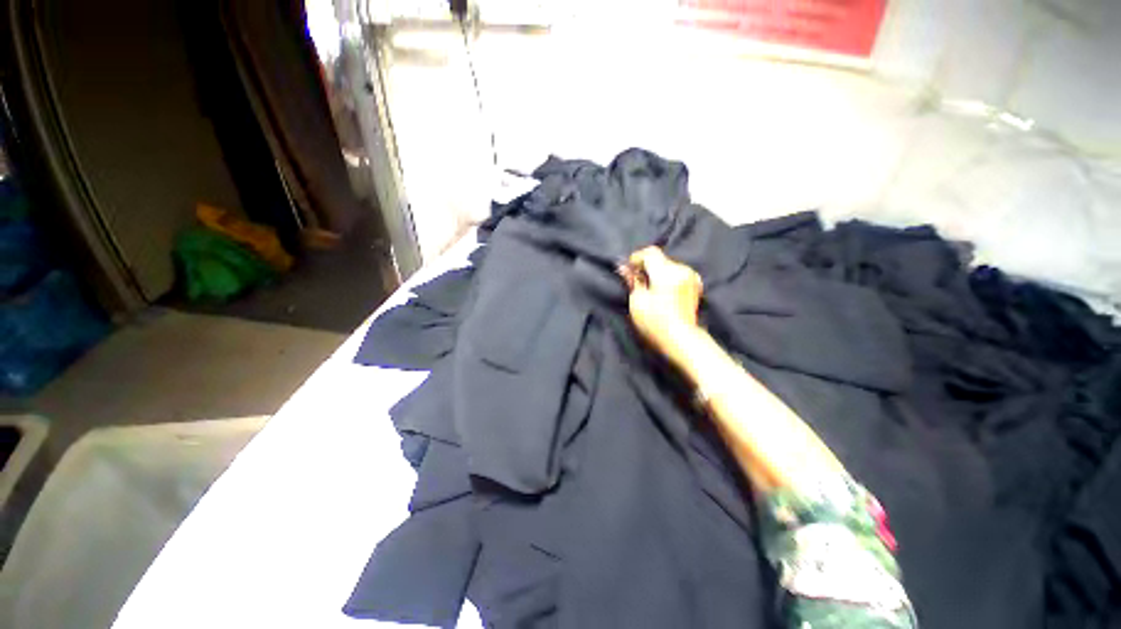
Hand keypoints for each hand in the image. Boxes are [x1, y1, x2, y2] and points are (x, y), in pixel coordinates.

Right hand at [622, 247, 703, 363]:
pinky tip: (660, 292)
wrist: (681, 339)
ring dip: (656, 273)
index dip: (636, 258)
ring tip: (647, 288)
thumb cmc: (656, 322)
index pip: (650, 253)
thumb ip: (632, 281)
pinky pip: (677, 275)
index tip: (628, 270)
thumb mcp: (638, 301)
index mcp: (667, 272)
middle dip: (646, 267)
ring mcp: (691, 278)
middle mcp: (682, 270)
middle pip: (660, 259)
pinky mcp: (694, 286)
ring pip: (668, 267)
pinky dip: (666, 279)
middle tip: (634, 280)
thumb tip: (624, 268)